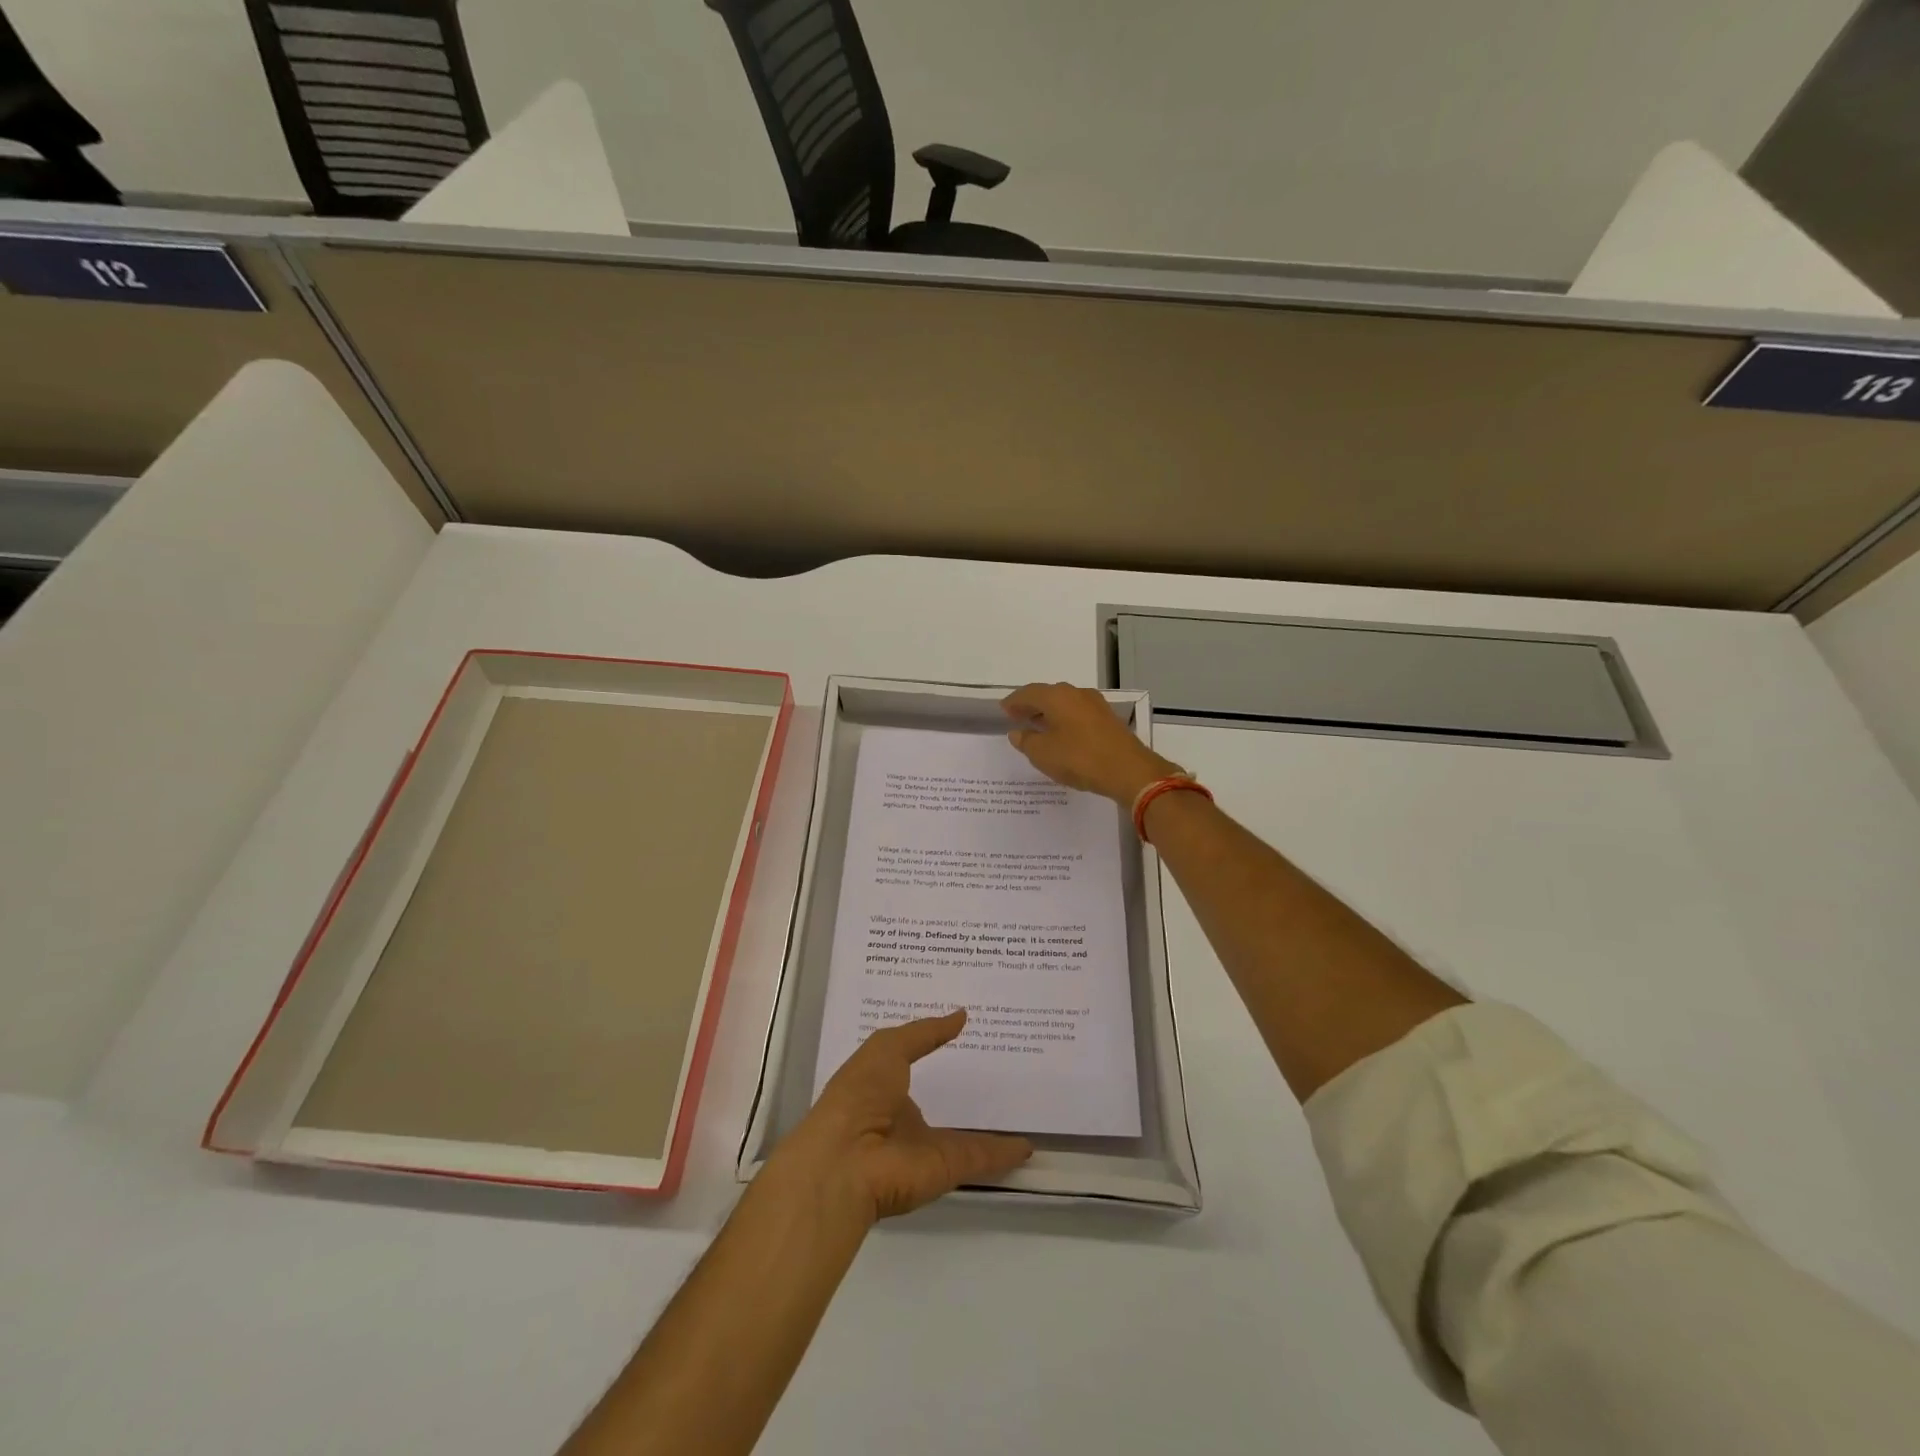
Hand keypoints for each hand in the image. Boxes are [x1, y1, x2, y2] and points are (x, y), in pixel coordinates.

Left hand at [769, 1010, 1032, 1222]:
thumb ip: (925, 1033)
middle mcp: (903, 1118)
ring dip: (989, 1126)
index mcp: (883, 1087)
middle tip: (1003, 1066)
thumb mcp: (887, 1048)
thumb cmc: (859, 1094)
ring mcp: (925, 1146)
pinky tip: (1028, 1144)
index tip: (965, 1032)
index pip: (912, 1064)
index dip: (934, 1049)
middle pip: (940, 1101)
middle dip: (964, 1088)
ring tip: (1022, 1106)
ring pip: (964, 1134)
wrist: (846, 1163)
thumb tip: (961, 1015)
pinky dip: (1004, 1153)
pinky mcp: (946, 1169)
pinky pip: (980, 1157)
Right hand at [1002, 682, 1182, 803]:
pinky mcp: (1108, 720)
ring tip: (1038, 727)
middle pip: (1048, 695)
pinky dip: (1065, 721)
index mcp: (1057, 697)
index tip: (1004, 710)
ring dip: (1050, 713)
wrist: (1128, 770)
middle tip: (1019, 717)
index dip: (1014, 701)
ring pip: (1065, 704)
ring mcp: (1096, 705)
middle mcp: (1077, 694)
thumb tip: (1018, 733)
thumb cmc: (1079, 758)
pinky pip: (1078, 714)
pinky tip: (1062, 735)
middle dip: (1032, 705)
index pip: (1029, 693)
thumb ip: (1027, 741)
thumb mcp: (1043, 754)